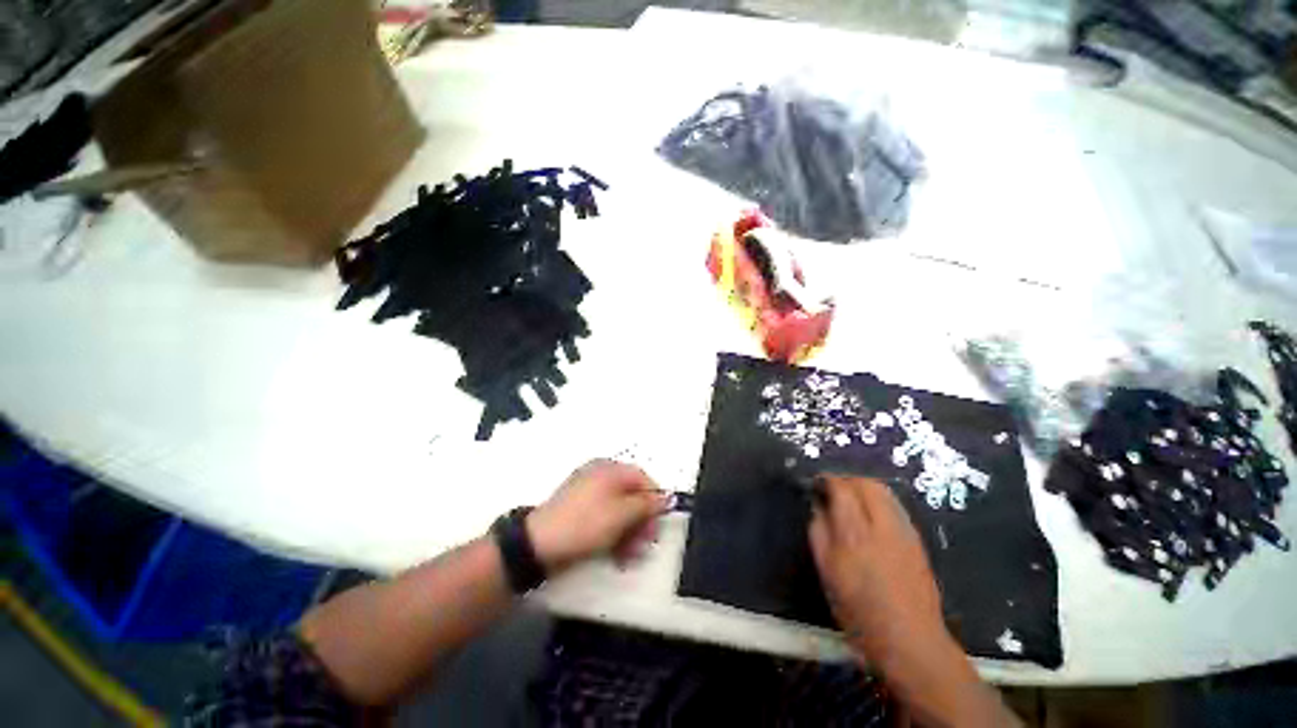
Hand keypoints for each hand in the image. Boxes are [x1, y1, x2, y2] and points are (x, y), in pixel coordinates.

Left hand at [527, 459, 667, 572]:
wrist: (538, 544)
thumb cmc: (584, 524)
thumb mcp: (622, 514)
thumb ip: (647, 505)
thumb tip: (667, 497)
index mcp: (609, 469)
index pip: (642, 478)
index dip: (655, 499)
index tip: (659, 522)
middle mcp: (599, 476)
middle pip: (631, 494)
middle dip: (641, 520)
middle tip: (645, 543)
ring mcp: (587, 493)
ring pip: (619, 509)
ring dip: (630, 532)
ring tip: (630, 555)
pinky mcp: (579, 511)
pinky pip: (604, 517)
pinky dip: (614, 533)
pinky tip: (617, 553)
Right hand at [808, 475, 951, 671]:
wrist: (910, 640)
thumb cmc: (859, 610)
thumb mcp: (827, 572)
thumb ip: (819, 532)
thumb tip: (817, 506)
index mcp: (854, 534)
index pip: (841, 488)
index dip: (826, 480)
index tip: (816, 483)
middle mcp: (882, 525)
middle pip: (866, 483)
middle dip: (846, 479)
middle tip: (832, 488)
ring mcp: (904, 531)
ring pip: (884, 491)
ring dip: (863, 487)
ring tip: (850, 498)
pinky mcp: (917, 539)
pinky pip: (895, 506)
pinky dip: (878, 500)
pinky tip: (870, 515)